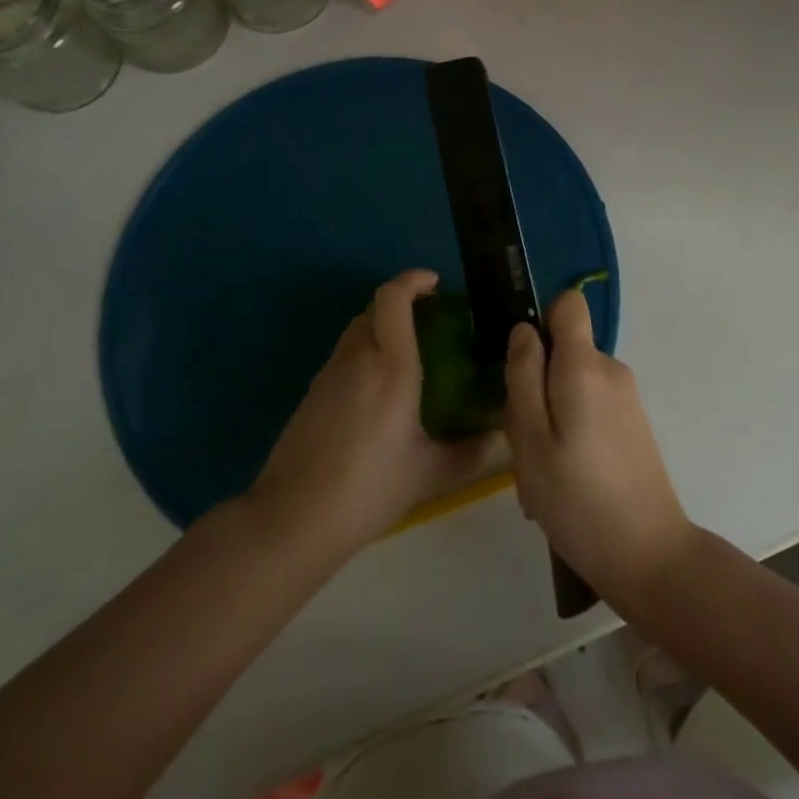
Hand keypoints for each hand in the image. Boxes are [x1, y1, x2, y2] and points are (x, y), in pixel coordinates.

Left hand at [250, 271, 498, 561]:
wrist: (292, 519)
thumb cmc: (368, 490)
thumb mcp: (429, 474)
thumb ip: (473, 454)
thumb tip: (506, 439)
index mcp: (391, 366)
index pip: (393, 298)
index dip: (413, 279)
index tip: (436, 284)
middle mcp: (358, 358)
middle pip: (375, 307)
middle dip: (403, 303)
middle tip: (433, 321)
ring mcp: (329, 373)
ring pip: (358, 329)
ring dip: (383, 326)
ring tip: (411, 353)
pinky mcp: (313, 393)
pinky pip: (345, 354)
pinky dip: (367, 352)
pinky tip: (381, 390)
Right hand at [505, 288, 695, 606]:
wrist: (651, 558)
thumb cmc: (578, 500)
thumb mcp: (530, 440)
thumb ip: (523, 376)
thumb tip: (524, 330)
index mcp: (585, 366)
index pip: (568, 304)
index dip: (541, 321)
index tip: (523, 363)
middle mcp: (611, 370)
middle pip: (563, 350)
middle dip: (536, 383)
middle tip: (524, 441)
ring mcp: (626, 398)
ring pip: (573, 383)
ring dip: (550, 415)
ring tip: (542, 471)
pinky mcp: (633, 424)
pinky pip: (590, 406)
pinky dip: (571, 430)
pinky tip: (565, 480)